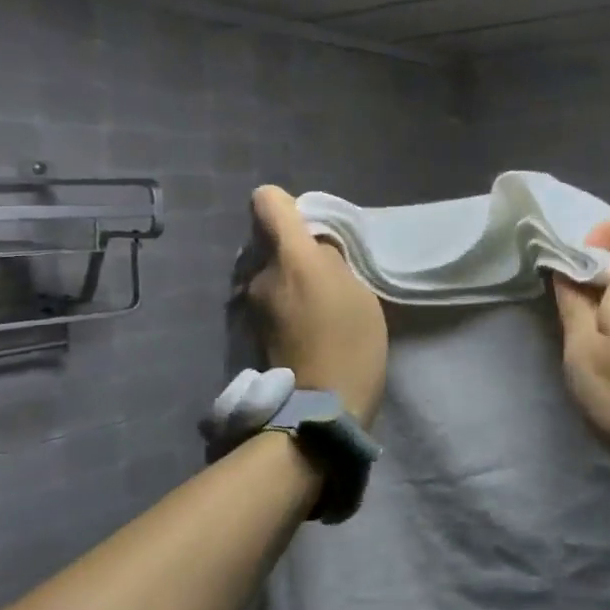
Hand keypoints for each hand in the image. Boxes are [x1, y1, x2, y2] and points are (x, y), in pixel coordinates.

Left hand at [247, 186, 388, 425]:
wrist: (321, 407)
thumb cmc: (350, 342)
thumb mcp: (358, 291)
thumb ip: (332, 258)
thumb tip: (314, 248)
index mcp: (289, 256)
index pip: (267, 201)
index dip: (288, 206)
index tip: (312, 229)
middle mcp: (259, 273)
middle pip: (267, 240)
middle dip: (292, 250)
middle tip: (325, 274)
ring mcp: (250, 304)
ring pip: (267, 271)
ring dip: (287, 279)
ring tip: (317, 306)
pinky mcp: (250, 329)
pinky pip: (267, 299)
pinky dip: (283, 304)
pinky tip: (306, 327)